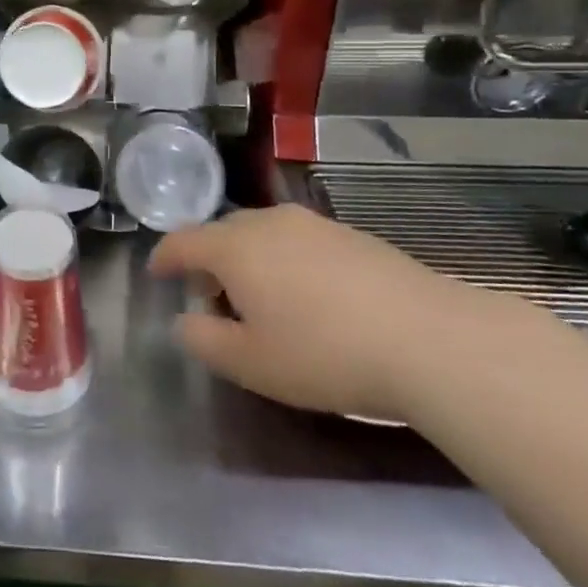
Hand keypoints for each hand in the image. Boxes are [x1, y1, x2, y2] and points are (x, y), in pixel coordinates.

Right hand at [151, 204, 504, 422]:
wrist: (431, 340)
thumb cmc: (325, 353)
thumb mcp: (250, 363)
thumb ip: (203, 340)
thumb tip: (185, 320)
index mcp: (235, 247)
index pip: (183, 241)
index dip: (164, 258)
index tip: (156, 273)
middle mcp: (270, 222)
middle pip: (222, 233)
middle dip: (208, 261)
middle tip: (213, 301)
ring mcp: (315, 224)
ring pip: (263, 234)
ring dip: (248, 260)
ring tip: (262, 302)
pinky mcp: (353, 236)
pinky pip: (299, 241)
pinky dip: (285, 261)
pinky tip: (308, 298)